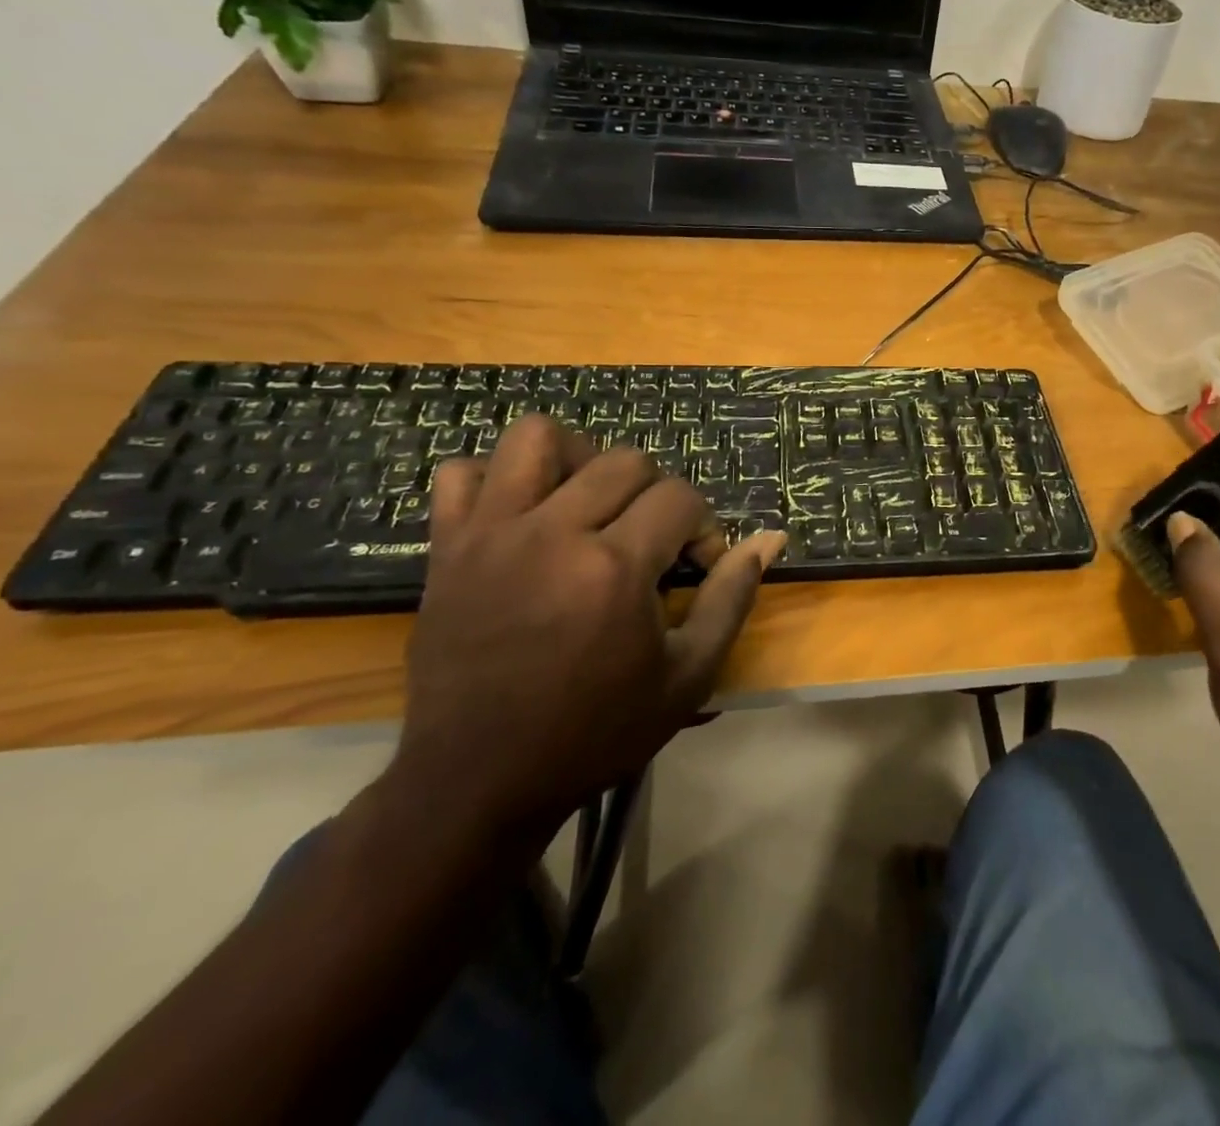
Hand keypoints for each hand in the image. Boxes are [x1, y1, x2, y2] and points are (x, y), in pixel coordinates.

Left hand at [388, 415, 786, 837]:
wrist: (479, 780)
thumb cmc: (595, 732)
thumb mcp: (688, 676)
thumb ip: (732, 597)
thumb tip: (772, 537)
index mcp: (614, 567)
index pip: (680, 497)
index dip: (702, 527)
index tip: (694, 568)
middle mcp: (552, 532)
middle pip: (625, 460)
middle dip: (655, 494)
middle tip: (648, 543)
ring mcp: (492, 534)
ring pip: (538, 438)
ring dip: (578, 460)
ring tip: (587, 505)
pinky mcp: (447, 547)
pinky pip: (461, 473)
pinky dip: (496, 480)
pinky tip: (521, 515)